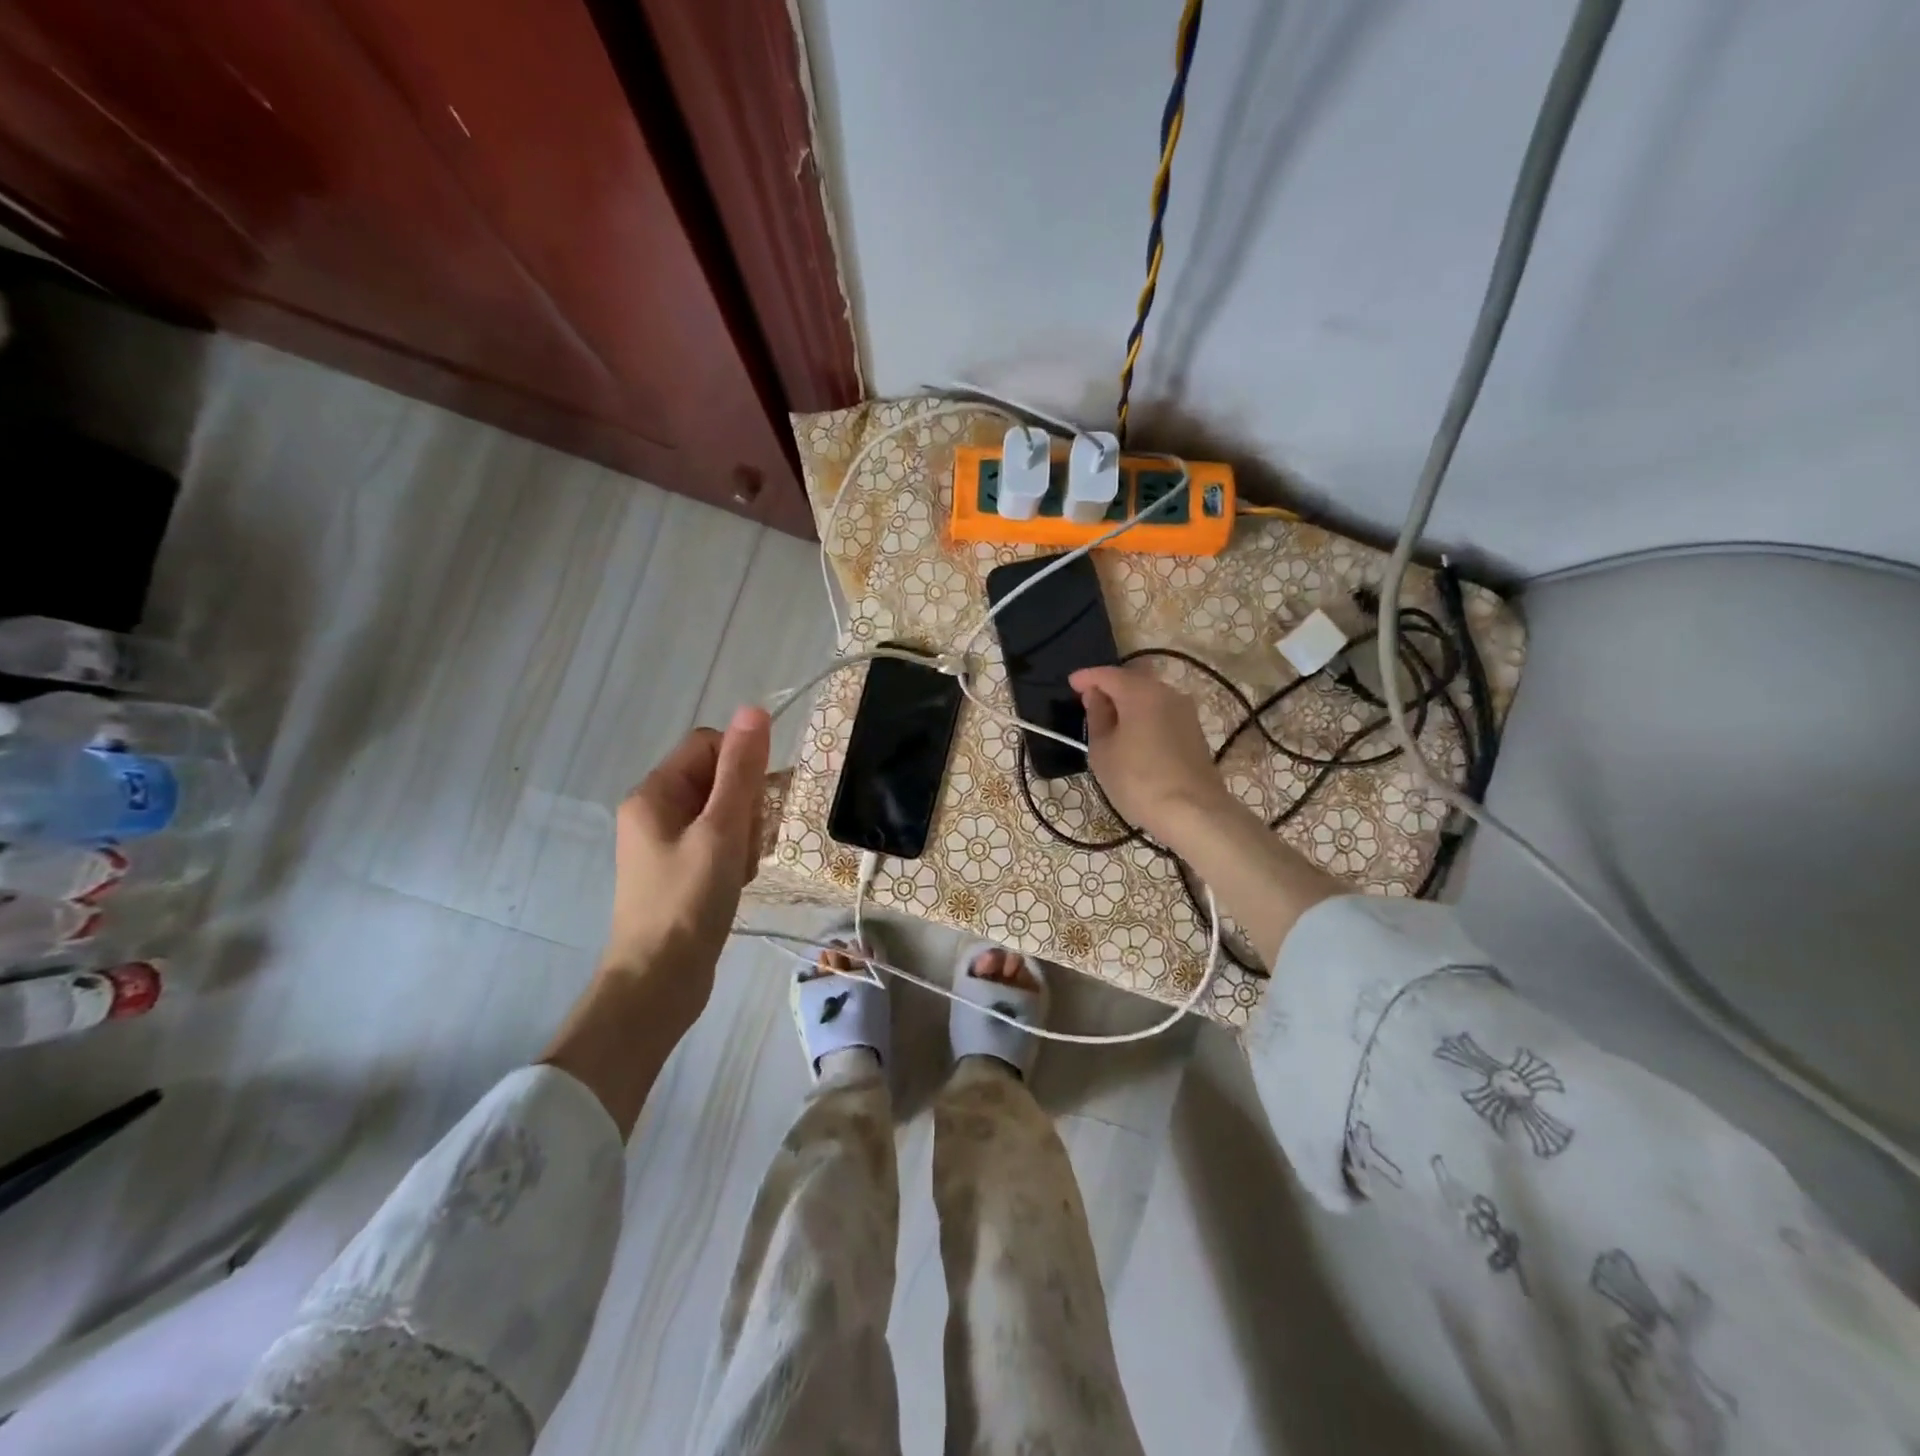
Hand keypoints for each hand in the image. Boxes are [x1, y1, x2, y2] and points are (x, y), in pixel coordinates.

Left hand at [601, 706, 771, 1019]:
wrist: (659, 982)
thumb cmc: (689, 901)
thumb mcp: (721, 830)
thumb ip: (741, 770)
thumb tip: (754, 709)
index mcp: (654, 793)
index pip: (708, 745)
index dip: (741, 764)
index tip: (754, 803)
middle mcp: (654, 811)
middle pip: (717, 779)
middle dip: (745, 806)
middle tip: (746, 845)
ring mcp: (665, 843)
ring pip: (723, 813)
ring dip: (744, 834)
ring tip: (742, 870)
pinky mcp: (679, 870)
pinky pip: (717, 842)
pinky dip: (735, 856)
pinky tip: (737, 883)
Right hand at [1069, 664, 1235, 851]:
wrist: (1193, 812)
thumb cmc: (1138, 781)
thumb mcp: (1103, 751)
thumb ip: (1096, 717)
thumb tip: (1095, 696)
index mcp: (1141, 693)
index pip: (1108, 674)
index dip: (1086, 677)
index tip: (1070, 684)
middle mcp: (1166, 693)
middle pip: (1132, 680)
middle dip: (1109, 687)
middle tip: (1088, 702)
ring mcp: (1185, 711)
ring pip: (1149, 696)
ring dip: (1128, 702)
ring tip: (1109, 721)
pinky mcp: (1194, 730)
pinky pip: (1161, 711)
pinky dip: (1143, 715)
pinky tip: (1132, 734)